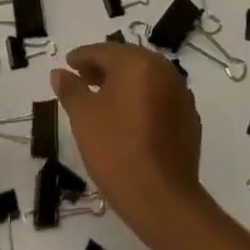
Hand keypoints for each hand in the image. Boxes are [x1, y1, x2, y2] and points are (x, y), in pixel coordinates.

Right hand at [52, 41, 205, 239]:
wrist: (161, 198)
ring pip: (147, 79)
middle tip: (83, 78)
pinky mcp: (190, 119)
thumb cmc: (115, 149)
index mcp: (138, 63)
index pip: (104, 51)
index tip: (68, 64)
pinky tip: (130, 119)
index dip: (82, 57)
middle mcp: (165, 71)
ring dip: (125, 83)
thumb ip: (70, 88)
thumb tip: (59, 73)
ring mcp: (182, 95)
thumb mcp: (83, 117)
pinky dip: (143, 101)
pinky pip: (161, 99)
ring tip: (103, 99)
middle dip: (104, 67)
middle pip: (128, 60)